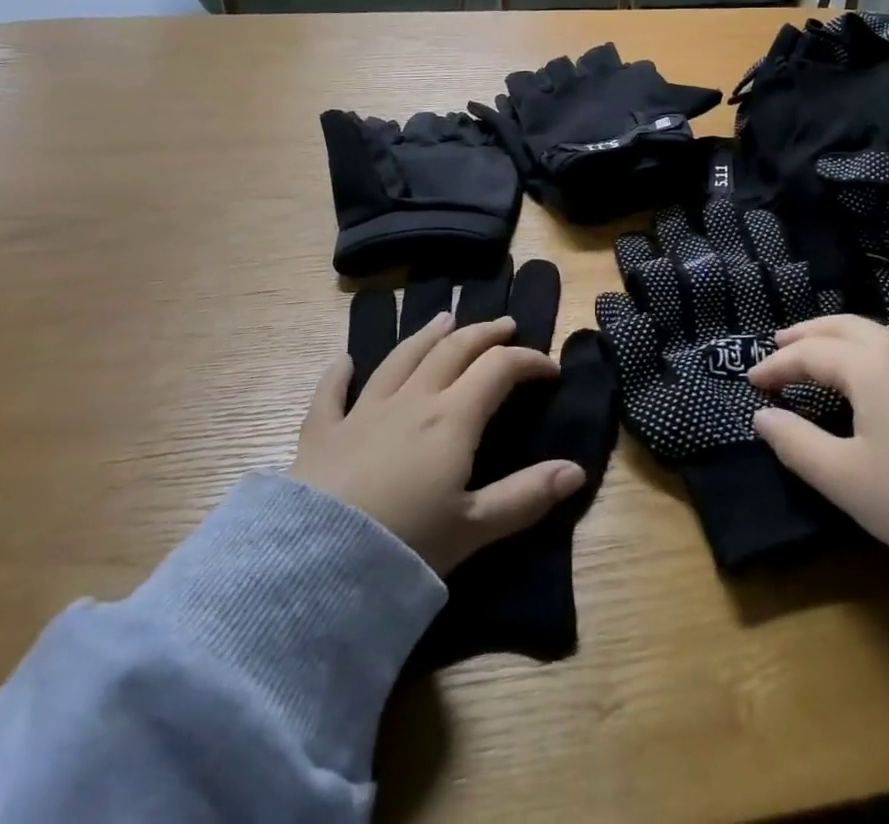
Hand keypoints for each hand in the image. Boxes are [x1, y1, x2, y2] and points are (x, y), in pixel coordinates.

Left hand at [291, 311, 586, 575]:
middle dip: (485, 334)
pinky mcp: (321, 434)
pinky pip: (331, 393)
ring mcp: (363, 412)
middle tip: (506, 326)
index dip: (529, 361)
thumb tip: (577, 470)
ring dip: (427, 335)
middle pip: (453, 350)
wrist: (311, 569)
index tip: (549, 369)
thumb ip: (526, 496)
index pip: (499, 369)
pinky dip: (340, 373)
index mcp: (452, 418)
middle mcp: (412, 400)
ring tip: (445, 319)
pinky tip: (345, 361)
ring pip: (401, 358)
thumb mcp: (473, 528)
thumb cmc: (403, 548)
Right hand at [748, 315, 888, 557]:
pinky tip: (868, 368)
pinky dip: (865, 344)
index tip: (751, 382)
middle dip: (805, 334)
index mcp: (867, 365)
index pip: (808, 353)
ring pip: (872, 330)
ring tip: (817, 350)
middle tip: (777, 345)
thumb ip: (795, 443)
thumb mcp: (844, 478)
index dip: (775, 366)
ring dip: (836, 335)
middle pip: (841, 326)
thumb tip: (761, 416)